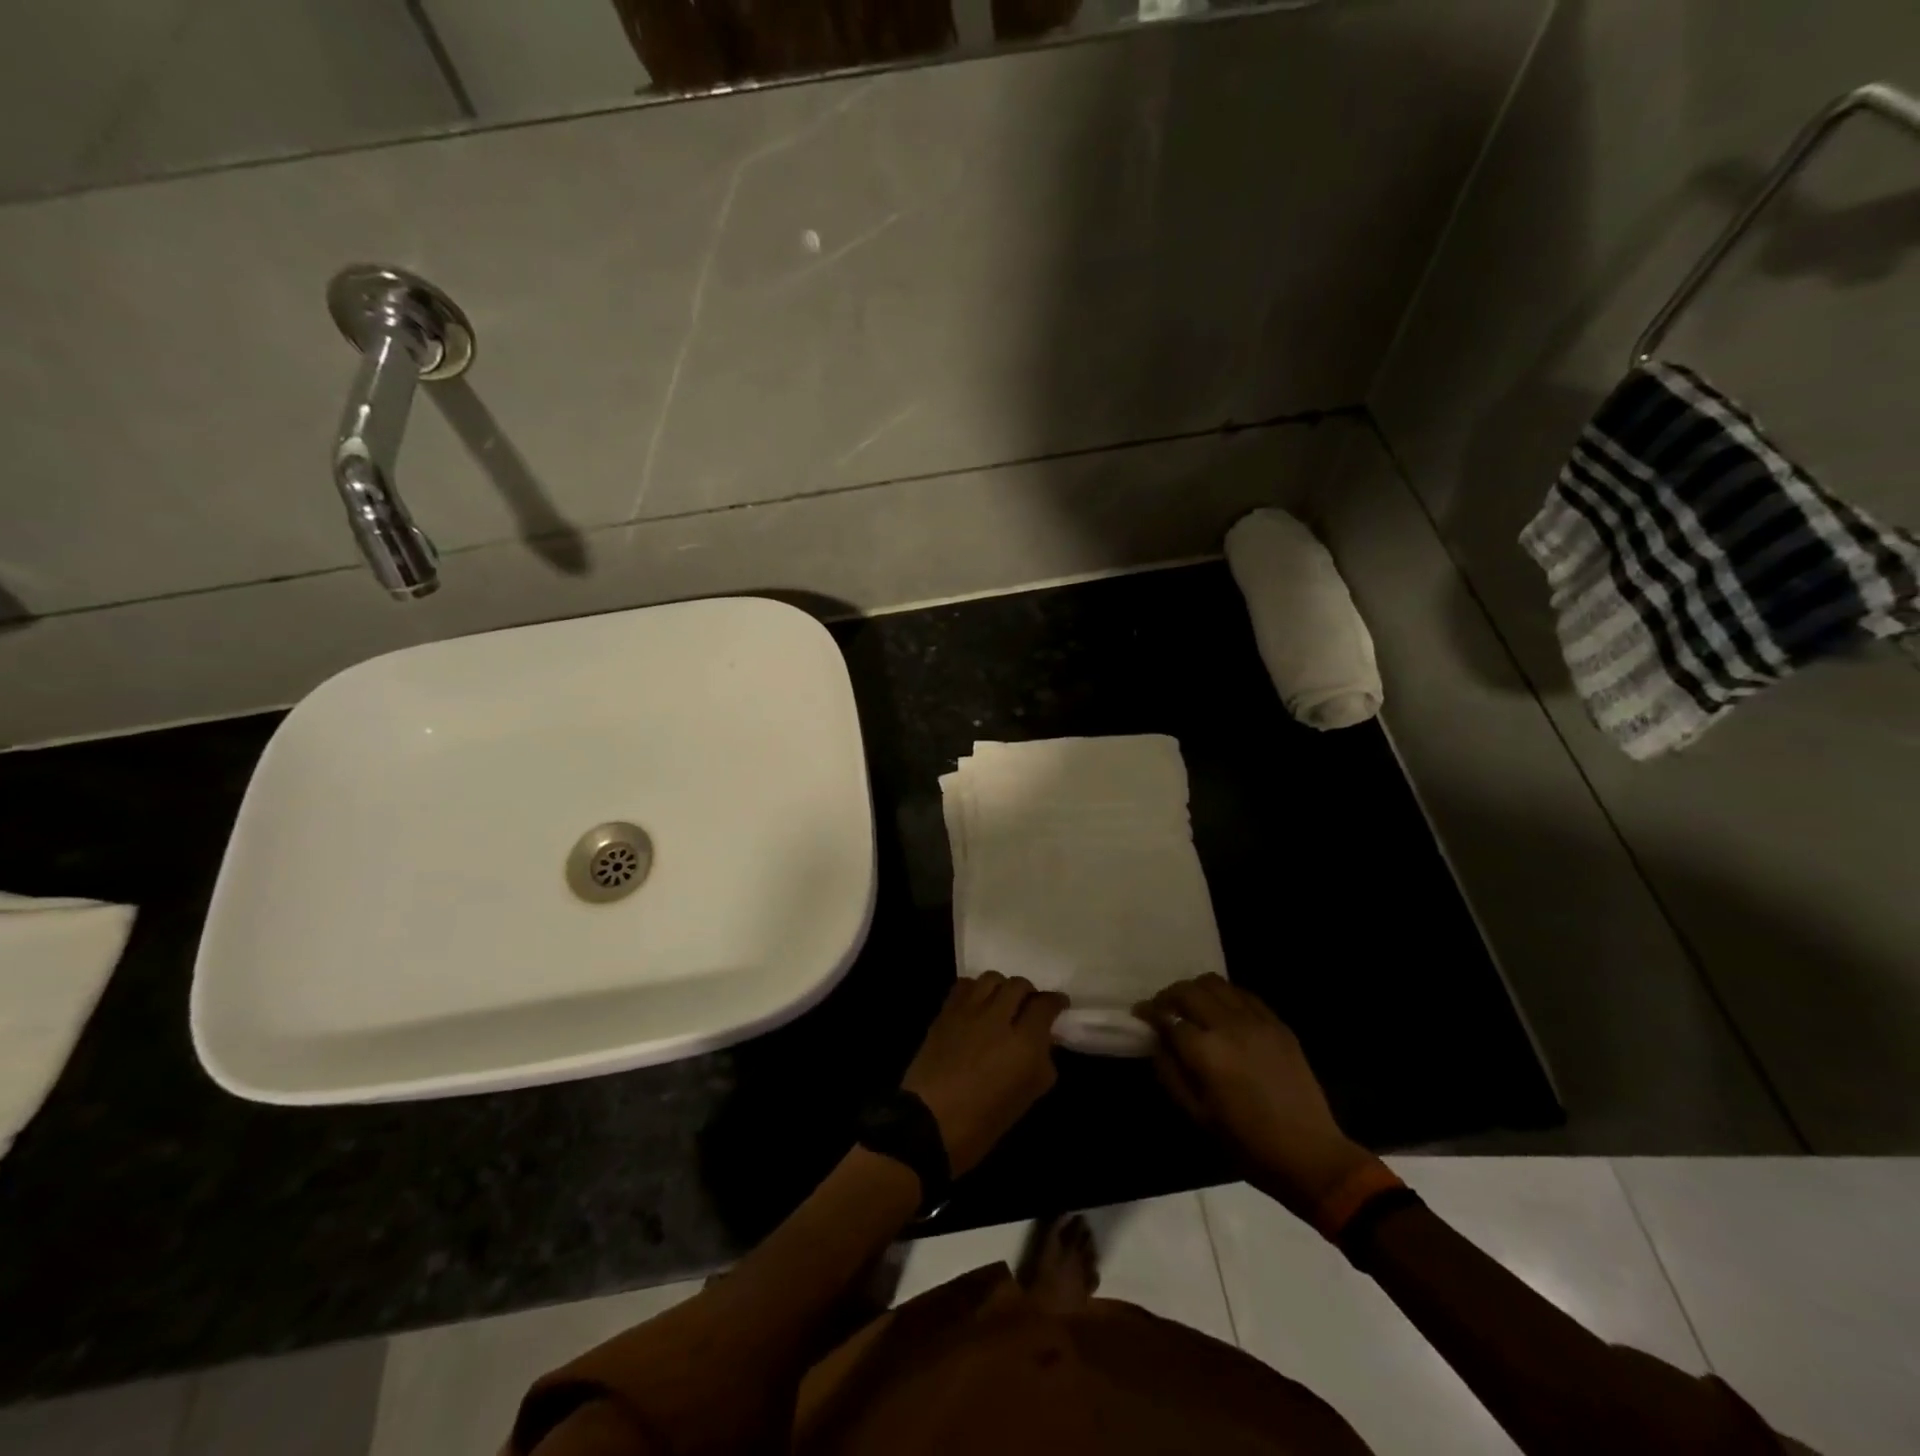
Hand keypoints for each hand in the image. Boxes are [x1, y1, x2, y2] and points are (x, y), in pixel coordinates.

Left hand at [902, 973, 1067, 1175]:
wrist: (927, 1125)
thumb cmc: (981, 1124)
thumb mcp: (1025, 1099)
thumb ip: (1041, 1064)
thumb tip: (1044, 1042)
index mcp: (1024, 1044)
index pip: (1045, 1005)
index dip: (1056, 1002)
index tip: (1059, 1005)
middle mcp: (998, 1018)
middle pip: (1019, 985)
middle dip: (1029, 993)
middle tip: (1030, 1006)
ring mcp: (969, 1011)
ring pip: (992, 978)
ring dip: (1002, 987)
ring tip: (1002, 1001)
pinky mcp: (945, 1012)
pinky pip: (965, 985)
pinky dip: (976, 988)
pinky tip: (977, 1004)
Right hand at [1137, 975, 1374, 1219]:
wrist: (1310, 1155)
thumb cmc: (1247, 1143)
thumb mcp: (1197, 1115)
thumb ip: (1170, 1073)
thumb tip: (1157, 1043)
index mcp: (1206, 1051)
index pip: (1167, 1017)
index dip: (1148, 1012)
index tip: (1139, 1014)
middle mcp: (1229, 1025)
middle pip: (1188, 990)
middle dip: (1168, 995)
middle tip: (1162, 1009)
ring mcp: (1257, 1021)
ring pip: (1215, 983)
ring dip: (1195, 990)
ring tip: (1191, 1006)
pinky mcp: (1277, 1024)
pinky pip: (1243, 994)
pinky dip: (1224, 996)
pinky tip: (1222, 1013)